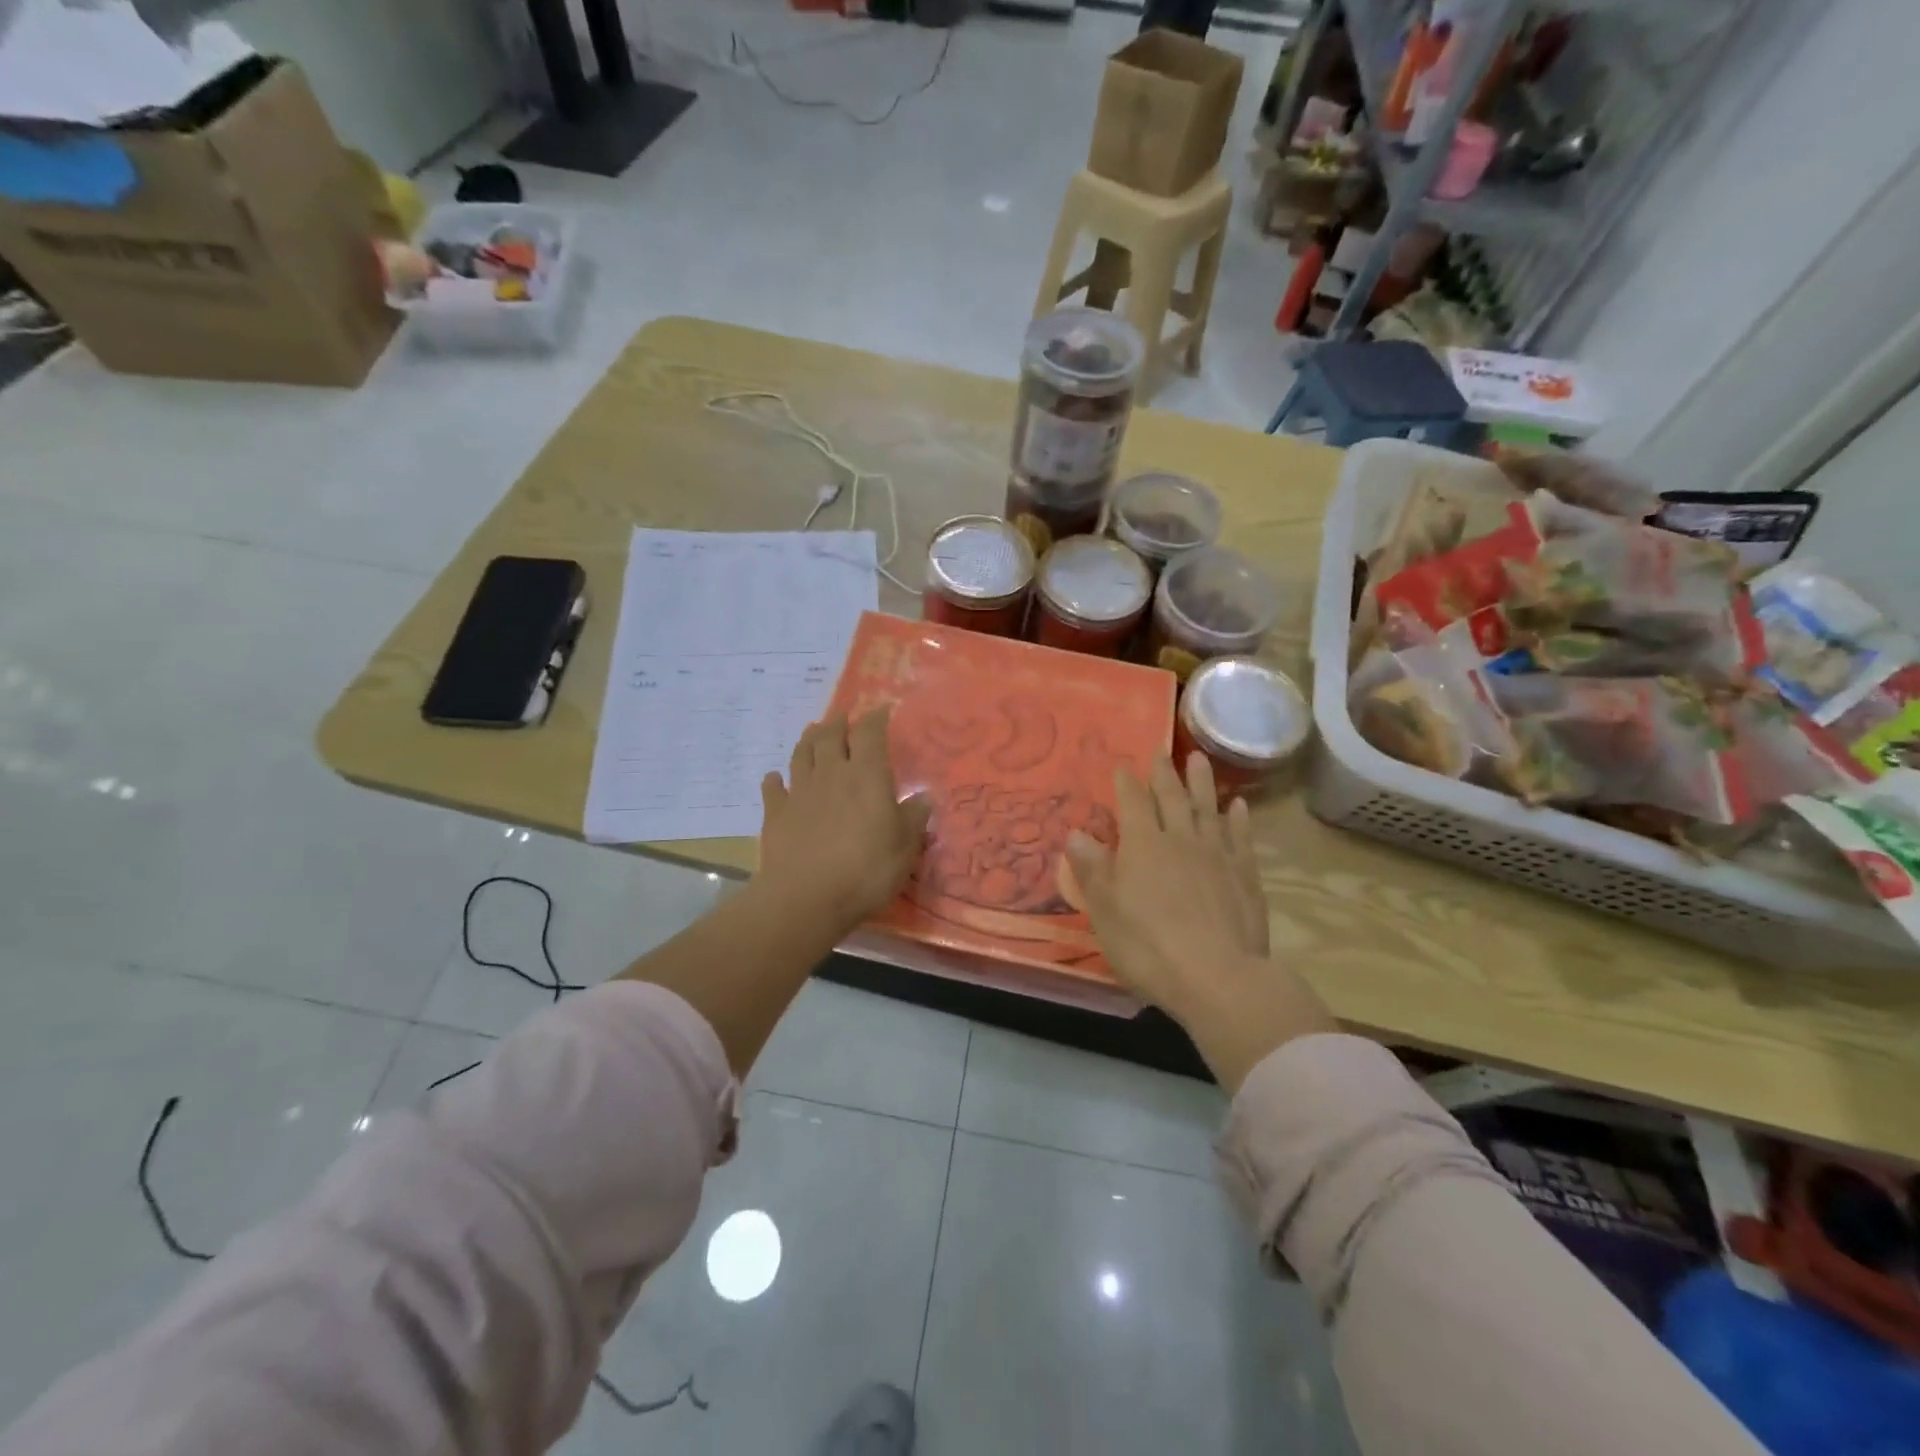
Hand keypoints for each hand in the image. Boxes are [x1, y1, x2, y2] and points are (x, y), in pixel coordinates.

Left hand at [757, 709, 930, 931]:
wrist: (806, 897)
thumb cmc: (866, 869)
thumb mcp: (905, 847)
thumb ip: (913, 818)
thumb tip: (924, 796)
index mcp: (867, 775)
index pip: (870, 733)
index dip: (875, 717)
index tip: (881, 709)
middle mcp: (831, 773)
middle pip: (830, 736)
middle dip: (838, 722)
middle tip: (842, 717)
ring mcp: (800, 792)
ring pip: (802, 754)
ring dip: (808, 740)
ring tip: (813, 731)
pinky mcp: (776, 814)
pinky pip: (773, 789)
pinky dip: (775, 780)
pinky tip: (775, 778)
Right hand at [1065, 754, 1333, 1091]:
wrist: (1217, 977)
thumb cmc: (1148, 946)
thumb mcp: (1105, 911)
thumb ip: (1092, 869)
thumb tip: (1075, 833)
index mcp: (1142, 846)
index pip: (1132, 804)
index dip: (1126, 783)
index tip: (1122, 763)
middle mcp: (1180, 840)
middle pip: (1171, 798)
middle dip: (1164, 773)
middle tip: (1162, 750)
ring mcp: (1217, 855)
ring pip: (1208, 808)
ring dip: (1203, 783)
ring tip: (1200, 759)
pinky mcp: (1245, 876)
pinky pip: (1241, 837)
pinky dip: (1238, 819)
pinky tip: (1238, 807)